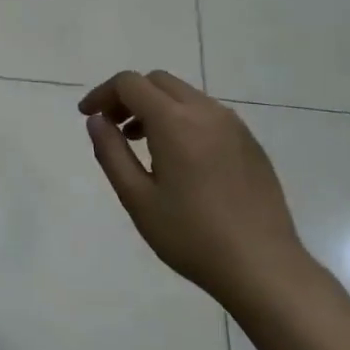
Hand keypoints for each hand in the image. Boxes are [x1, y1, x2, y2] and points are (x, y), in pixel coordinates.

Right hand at [79, 70, 306, 302]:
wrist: (263, 267)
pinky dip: (181, 120)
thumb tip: (96, 120)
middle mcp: (207, 113)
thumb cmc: (190, 235)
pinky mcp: (250, 144)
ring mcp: (234, 126)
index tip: (87, 116)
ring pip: (185, 96)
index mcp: (176, 122)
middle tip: (111, 127)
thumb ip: (111, 152)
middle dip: (128, 96)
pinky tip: (177, 159)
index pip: (130, 83)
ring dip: (155, 107)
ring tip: (141, 144)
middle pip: (158, 82)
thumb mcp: (137, 198)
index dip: (102, 93)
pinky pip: (207, 115)